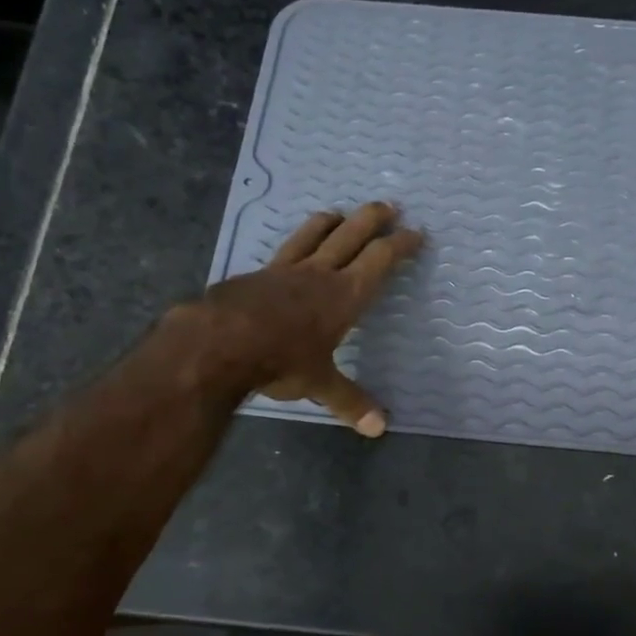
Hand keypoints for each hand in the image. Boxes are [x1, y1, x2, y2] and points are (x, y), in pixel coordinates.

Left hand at [185, 202, 423, 435]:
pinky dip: (296, 244)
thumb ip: (350, 402)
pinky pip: (283, 251)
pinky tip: (291, 254)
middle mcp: (319, 273)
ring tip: (341, 215)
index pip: (381, 259)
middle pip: (352, 234)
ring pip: (313, 233)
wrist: (218, 342)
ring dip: (332, 221)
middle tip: (388, 207)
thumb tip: (379, 429)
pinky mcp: (256, 274)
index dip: (401, 244)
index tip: (416, 234)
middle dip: (373, 218)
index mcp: (345, 295)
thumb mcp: (319, 384)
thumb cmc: (280, 360)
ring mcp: (284, 269)